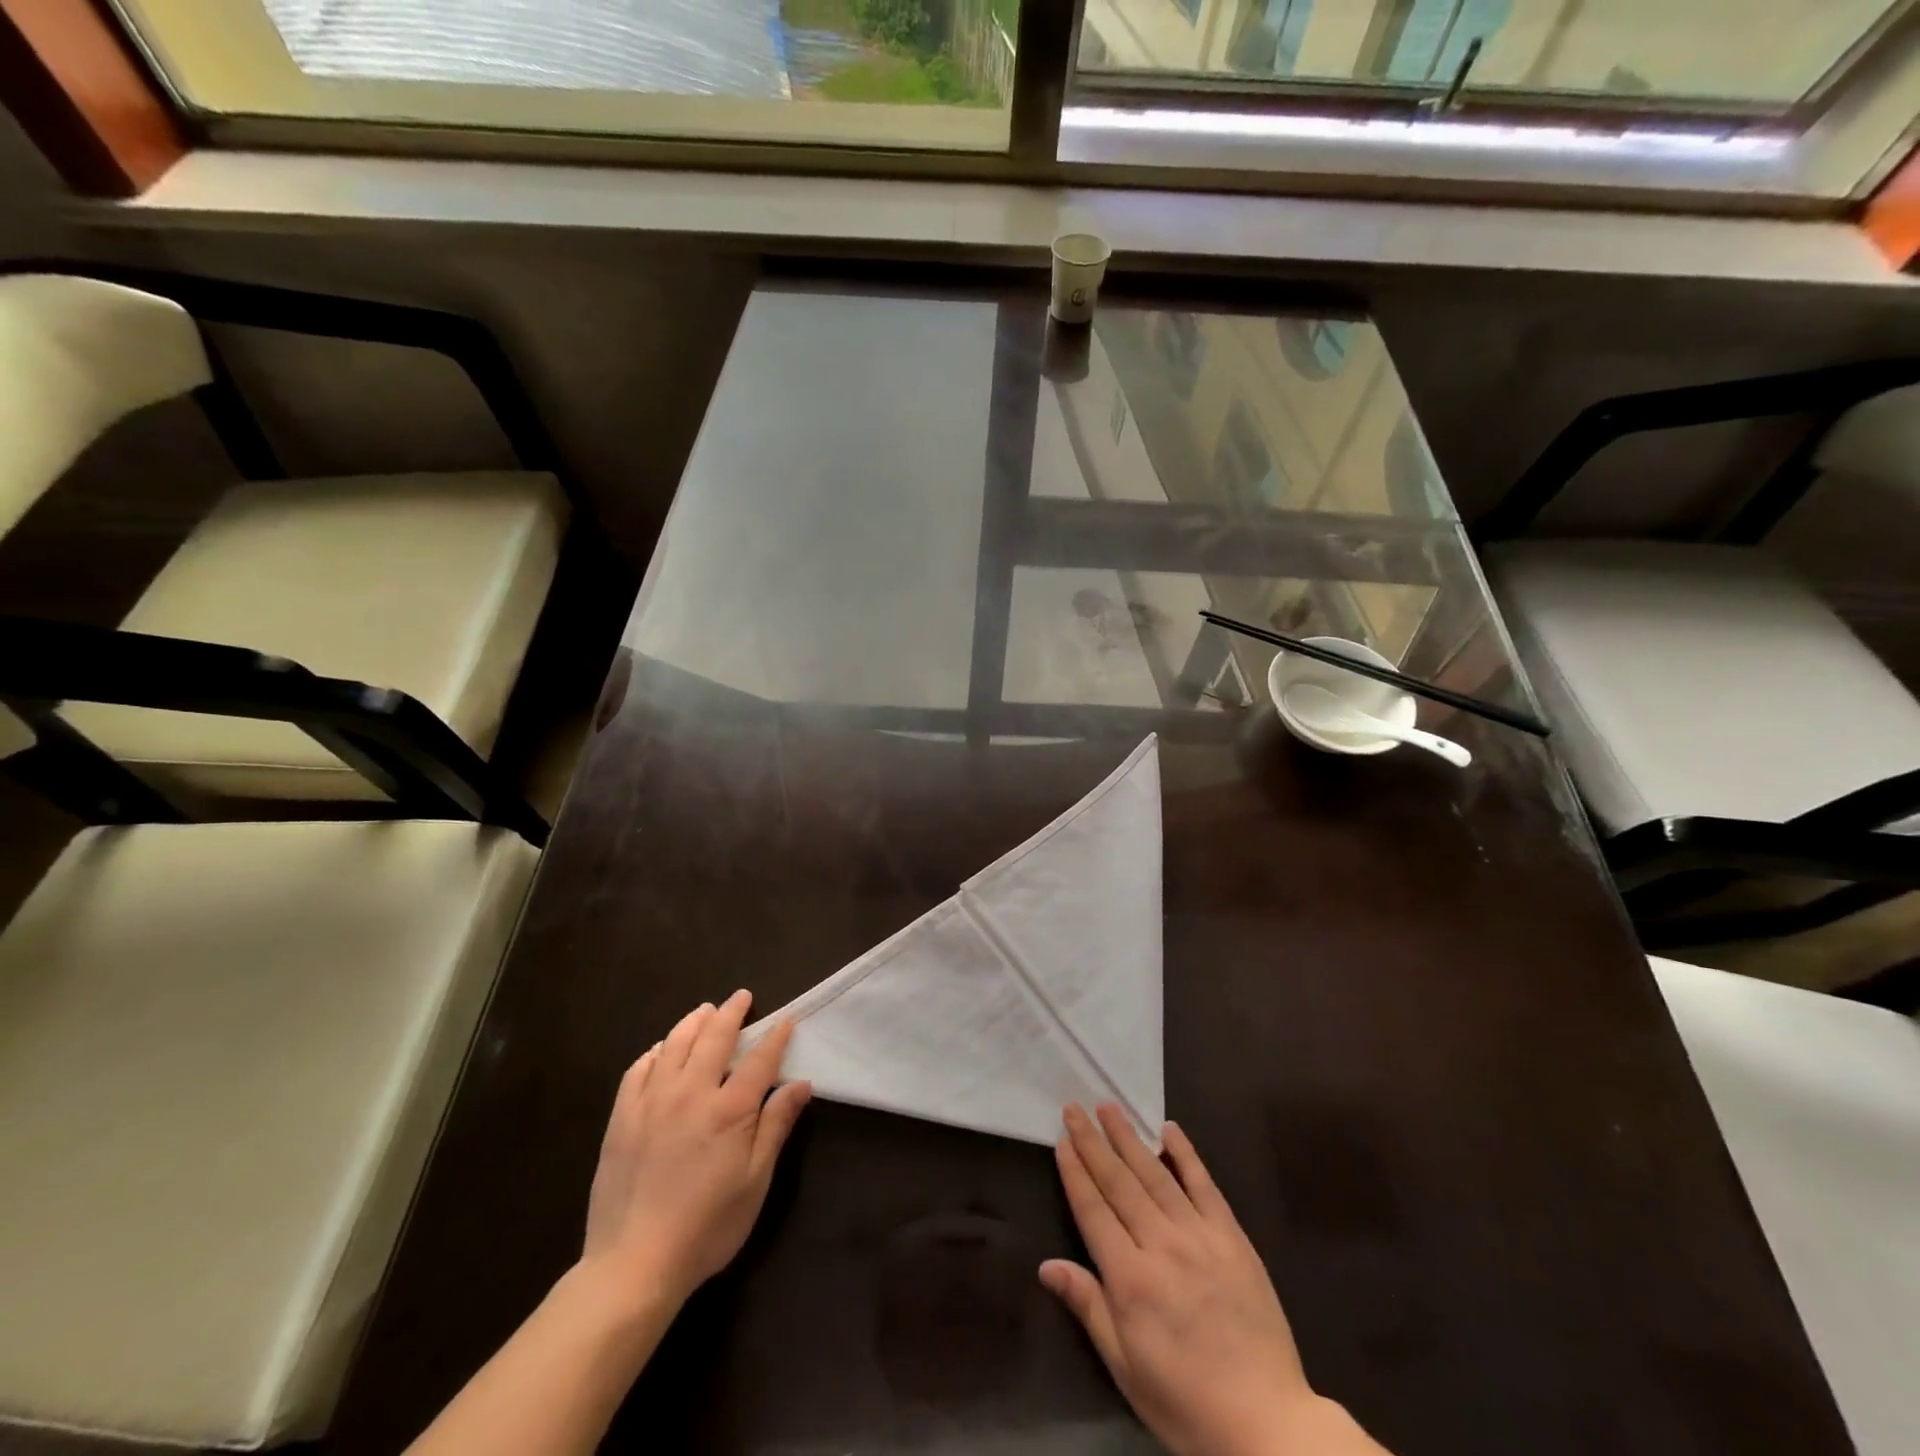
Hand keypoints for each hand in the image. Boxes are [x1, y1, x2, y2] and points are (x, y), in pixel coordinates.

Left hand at [580, 990, 810, 1312]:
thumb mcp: (755, 1181)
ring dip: (693, 1022)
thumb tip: (800, 1083)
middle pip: (715, 1038)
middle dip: (731, 1012)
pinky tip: (661, 1050)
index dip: (775, 1036)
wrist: (633, 1265)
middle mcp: (691, 1093)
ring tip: (704, 1011)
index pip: (759, 1059)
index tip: (786, 1019)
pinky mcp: (622, 1118)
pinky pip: (638, 1070)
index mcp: (729, 1109)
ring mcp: (652, 1102)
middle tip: (741, 997)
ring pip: (675, 1044)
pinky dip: (655, 1052)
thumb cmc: (707, 1227)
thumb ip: (776, 1126)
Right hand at [1042, 1105, 1378, 1455]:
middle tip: (1074, 1108)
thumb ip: (1088, 1306)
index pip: (1093, 1211)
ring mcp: (1199, 1236)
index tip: (1062, 1141)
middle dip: (1093, 1143)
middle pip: (1119, 1183)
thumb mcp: (1126, 1368)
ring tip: (1109, 1107)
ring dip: (1129, 1138)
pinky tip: (1169, 1130)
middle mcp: (1161, 1245)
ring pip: (1155, 1174)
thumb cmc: (1186, 1402)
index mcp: (1130, 1279)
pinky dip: (1185, 1154)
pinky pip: (1204, 1185)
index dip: (1075, 1173)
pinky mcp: (1232, 1237)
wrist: (1268, 1424)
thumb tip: (1046, 1266)